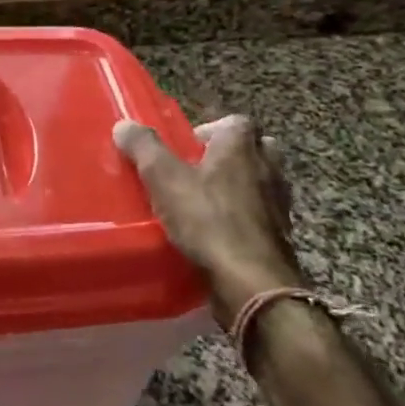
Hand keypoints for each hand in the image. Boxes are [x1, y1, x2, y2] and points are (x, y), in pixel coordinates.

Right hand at [114, 114, 304, 328]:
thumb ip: (144, 148)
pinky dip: (244, 220)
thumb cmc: (208, 220)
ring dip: (239, 189)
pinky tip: (219, 235)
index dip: (210, 129)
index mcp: (242, 147)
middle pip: (255, 149)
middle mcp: (267, 169)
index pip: (235, 121)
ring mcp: (279, 204)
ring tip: (205, 204)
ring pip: (261, 184)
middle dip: (231, 156)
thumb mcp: (164, 178)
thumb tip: (124, 124)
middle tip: (199, 171)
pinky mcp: (280, 237)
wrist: (252, 283)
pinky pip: (261, 217)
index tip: (186, 146)